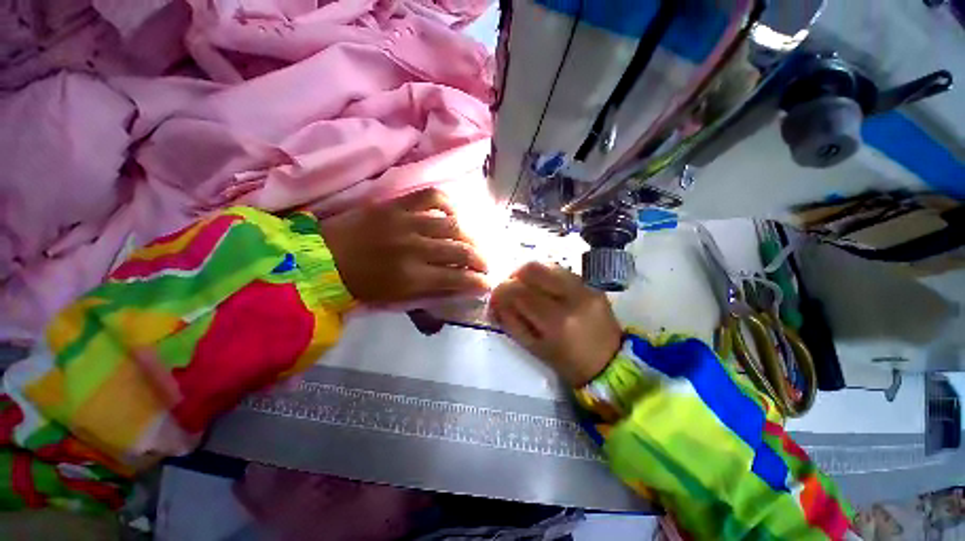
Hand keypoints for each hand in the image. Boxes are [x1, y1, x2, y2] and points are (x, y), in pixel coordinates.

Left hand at [319, 189, 488, 303]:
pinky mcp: (396, 204)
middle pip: (460, 250)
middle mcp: (414, 247)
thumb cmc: (362, 284)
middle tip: (485, 264)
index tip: (487, 283)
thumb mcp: (397, 297)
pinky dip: (448, 205)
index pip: (456, 278)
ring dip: (470, 236)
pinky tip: (453, 215)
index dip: (477, 281)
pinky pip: (431, 197)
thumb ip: (432, 290)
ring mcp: (406, 221)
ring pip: (452, 225)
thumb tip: (460, 284)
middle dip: (480, 259)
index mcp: (411, 276)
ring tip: (474, 243)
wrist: (324, 258)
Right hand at [490, 262, 622, 386]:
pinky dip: (546, 275)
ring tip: (526, 287)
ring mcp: (586, 287)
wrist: (613, 364)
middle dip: (514, 276)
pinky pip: (561, 270)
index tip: (495, 297)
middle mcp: (572, 297)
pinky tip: (544, 288)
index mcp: (557, 321)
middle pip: (533, 269)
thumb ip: (512, 323)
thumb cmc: (570, 364)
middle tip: (510, 289)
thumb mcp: (535, 349)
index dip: (501, 291)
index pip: (519, 292)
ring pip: (547, 265)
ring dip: (530, 274)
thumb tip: (497, 302)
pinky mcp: (592, 284)